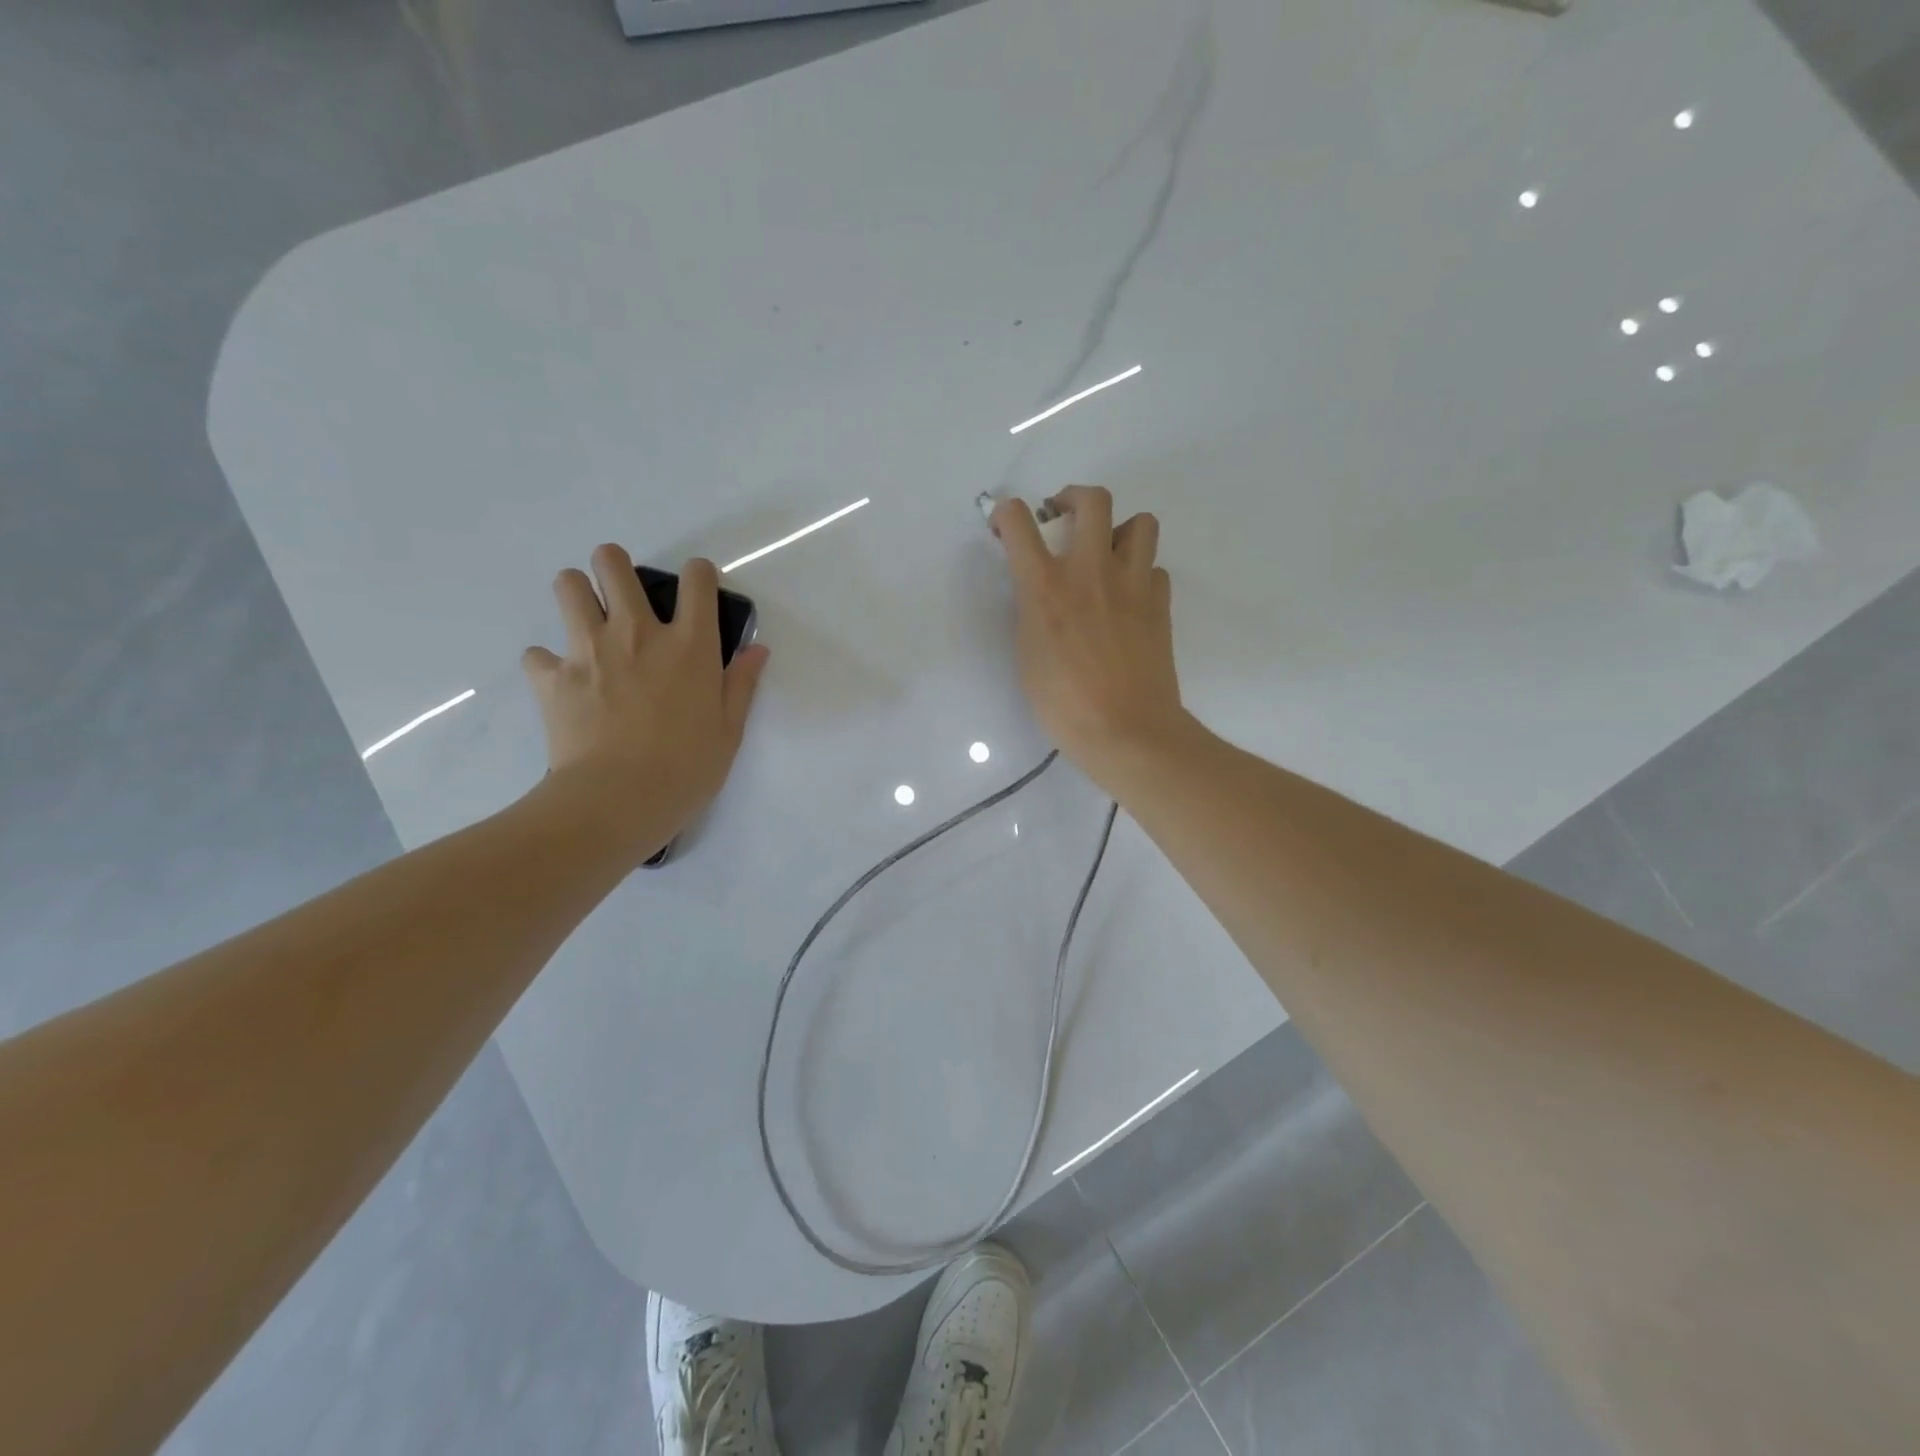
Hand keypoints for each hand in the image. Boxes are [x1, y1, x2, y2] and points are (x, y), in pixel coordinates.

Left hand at [521, 544, 768, 863]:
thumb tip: (757, 650)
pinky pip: (538, 653)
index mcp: (690, 645)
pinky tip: (563, 683)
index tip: (697, 590)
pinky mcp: (551, 677)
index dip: (698, 575)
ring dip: (577, 595)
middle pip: (613, 564)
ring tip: (587, 623)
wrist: (617, 801)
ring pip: (568, 586)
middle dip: (615, 567)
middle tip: (622, 596)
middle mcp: (638, 633)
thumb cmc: (686, 769)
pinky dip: (549, 663)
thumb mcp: (730, 731)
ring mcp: (589, 650)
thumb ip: (741, 684)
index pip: (696, 579)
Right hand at [991, 486, 1191, 794]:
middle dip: (1074, 498)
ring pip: (1141, 522)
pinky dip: (1142, 574)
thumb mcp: (1028, 655)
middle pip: (1094, 500)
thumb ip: (1031, 612)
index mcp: (1046, 587)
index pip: (1020, 523)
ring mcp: (1133, 585)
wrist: (1126, 731)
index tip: (1006, 524)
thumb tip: (1039, 591)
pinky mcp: (1160, 604)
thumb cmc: (1064, 704)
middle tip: (1063, 519)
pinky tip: (1130, 598)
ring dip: (1120, 530)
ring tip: (1107, 555)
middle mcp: (1091, 572)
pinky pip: (1155, 569)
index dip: (1007, 513)